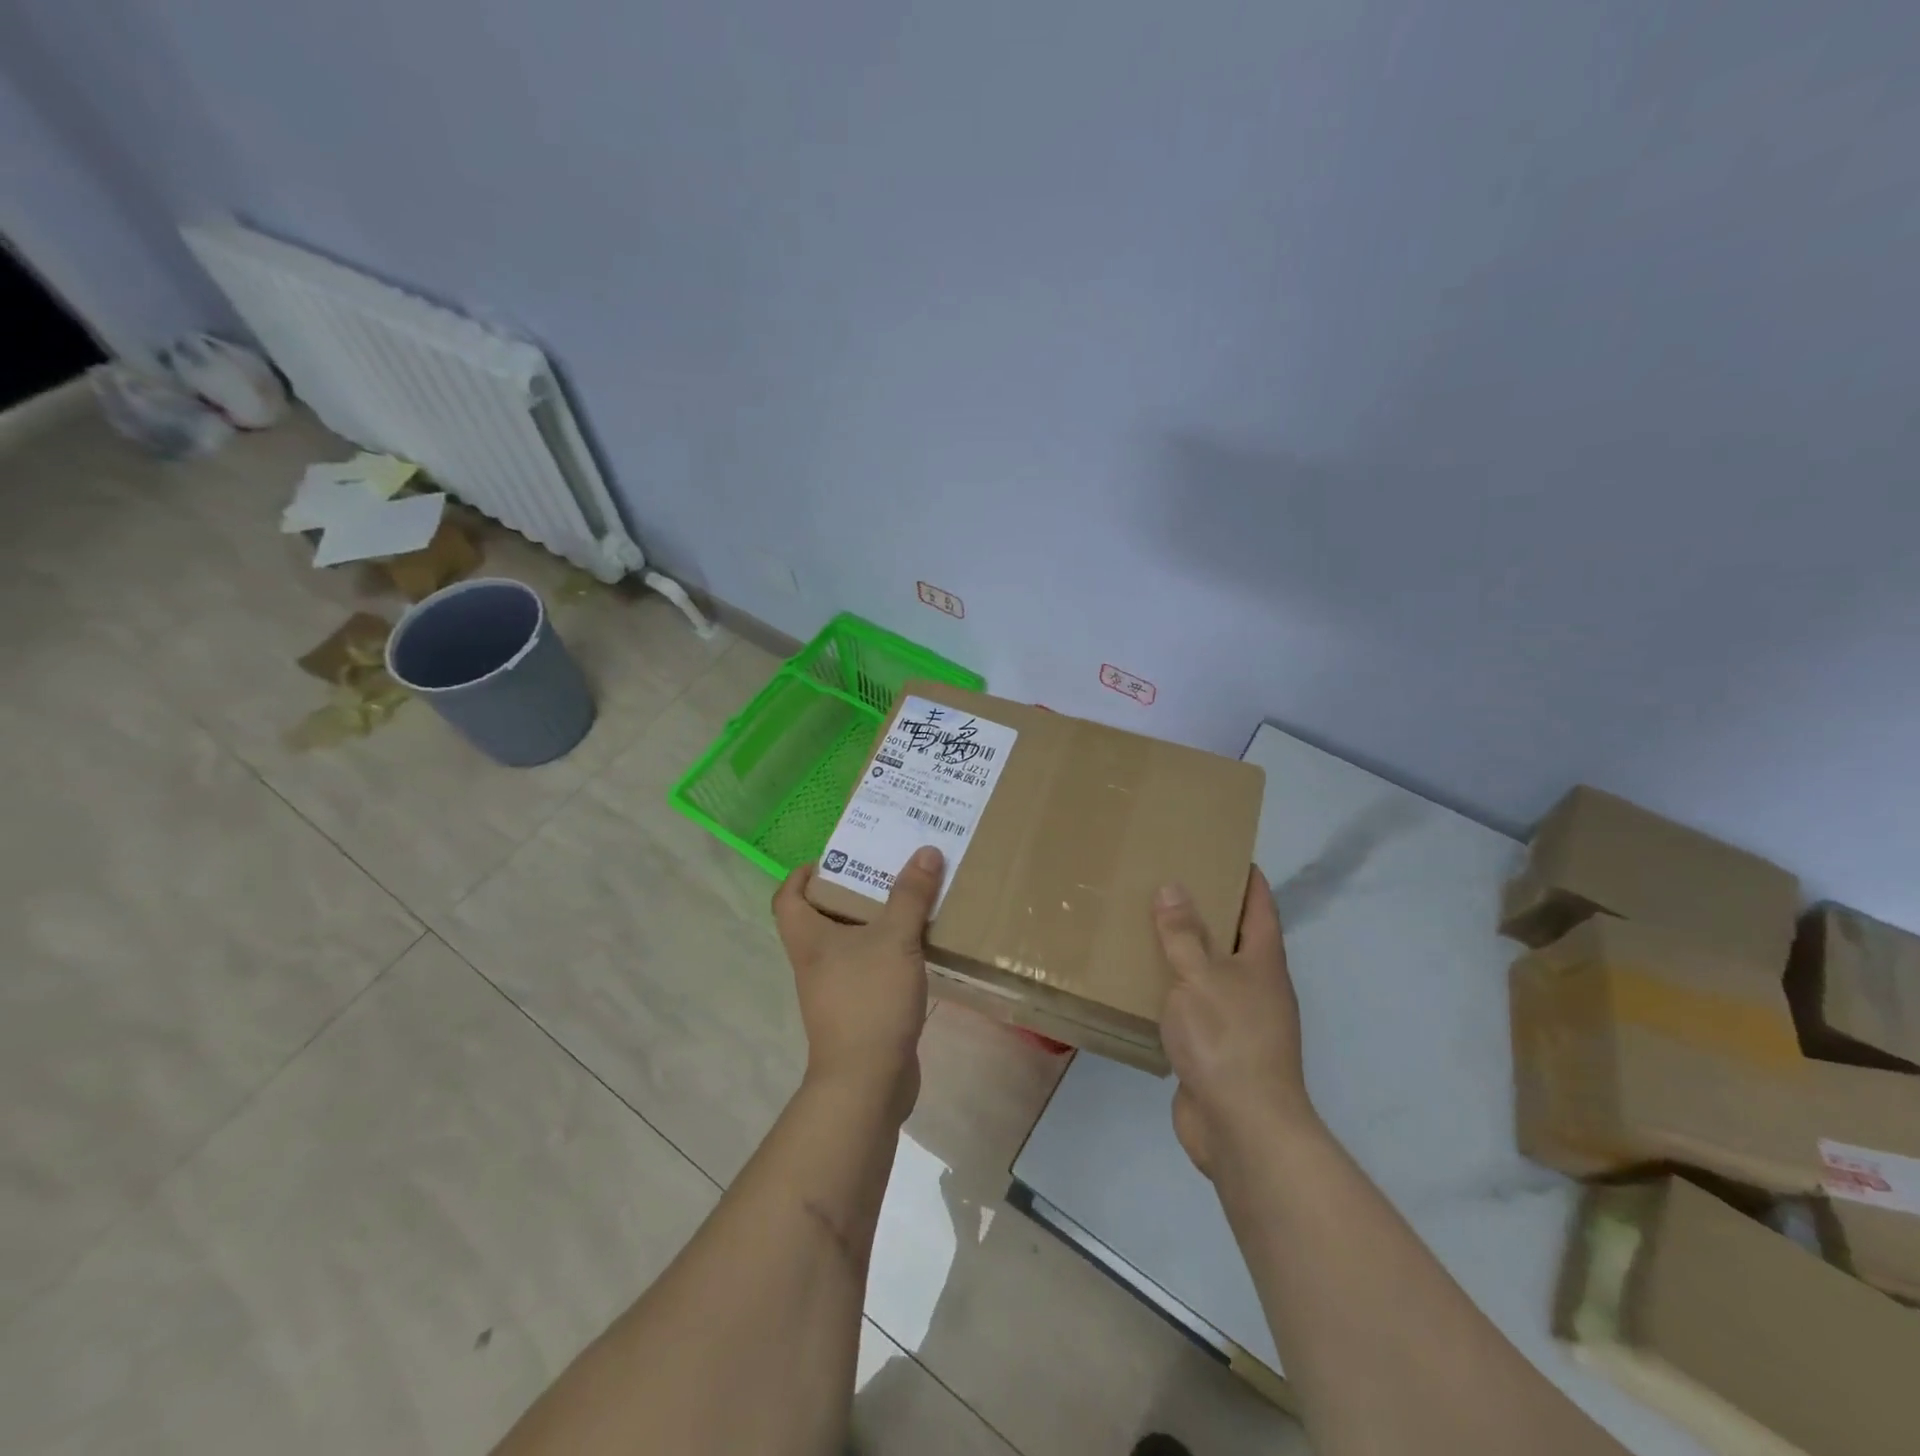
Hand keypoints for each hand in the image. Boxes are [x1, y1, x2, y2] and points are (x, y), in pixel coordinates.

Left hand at [772, 844, 944, 1118]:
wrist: (868, 1081)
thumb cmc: (869, 999)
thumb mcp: (895, 939)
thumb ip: (910, 895)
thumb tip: (925, 851)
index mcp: (809, 939)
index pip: (788, 897)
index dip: (804, 874)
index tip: (836, 859)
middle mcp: (815, 961)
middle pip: (822, 916)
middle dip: (851, 891)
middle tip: (885, 871)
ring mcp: (835, 988)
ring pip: (849, 943)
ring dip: (875, 921)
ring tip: (909, 900)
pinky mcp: (858, 1009)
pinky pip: (869, 967)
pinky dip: (888, 952)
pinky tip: (918, 946)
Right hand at [1153, 867, 1314, 1176]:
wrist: (1242, 1127)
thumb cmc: (1227, 1038)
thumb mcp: (1200, 976)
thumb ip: (1184, 934)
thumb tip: (1173, 887)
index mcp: (1263, 961)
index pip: (1260, 904)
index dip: (1246, 876)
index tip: (1222, 850)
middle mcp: (1256, 985)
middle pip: (1235, 936)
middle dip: (1207, 909)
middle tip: (1166, 880)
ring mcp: (1238, 1019)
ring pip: (1209, 971)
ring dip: (1184, 950)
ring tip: (1145, 924)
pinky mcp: (1215, 1047)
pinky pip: (1192, 1005)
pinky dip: (1171, 989)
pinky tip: (1141, 982)